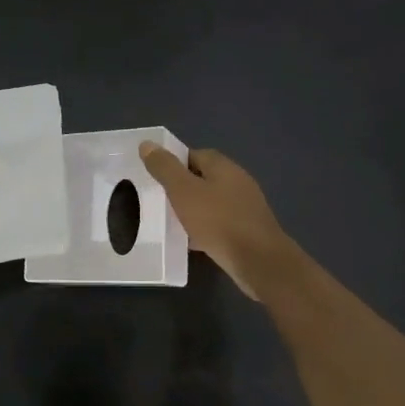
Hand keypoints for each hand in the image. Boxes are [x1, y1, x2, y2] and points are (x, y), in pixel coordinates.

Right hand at [139, 143, 297, 299]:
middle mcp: (237, 181)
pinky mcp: (247, 230)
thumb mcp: (183, 191)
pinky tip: (190, 241)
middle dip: (181, 188)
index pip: (194, 154)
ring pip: (211, 202)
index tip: (154, 177)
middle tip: (158, 200)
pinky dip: (204, 229)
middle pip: (203, 178)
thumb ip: (164, 168)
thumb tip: (147, 144)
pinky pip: (219, 224)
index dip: (173, 163)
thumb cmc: (218, 221)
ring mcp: (245, 207)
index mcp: (223, 166)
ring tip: (169, 221)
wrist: (258, 261)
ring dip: (192, 210)